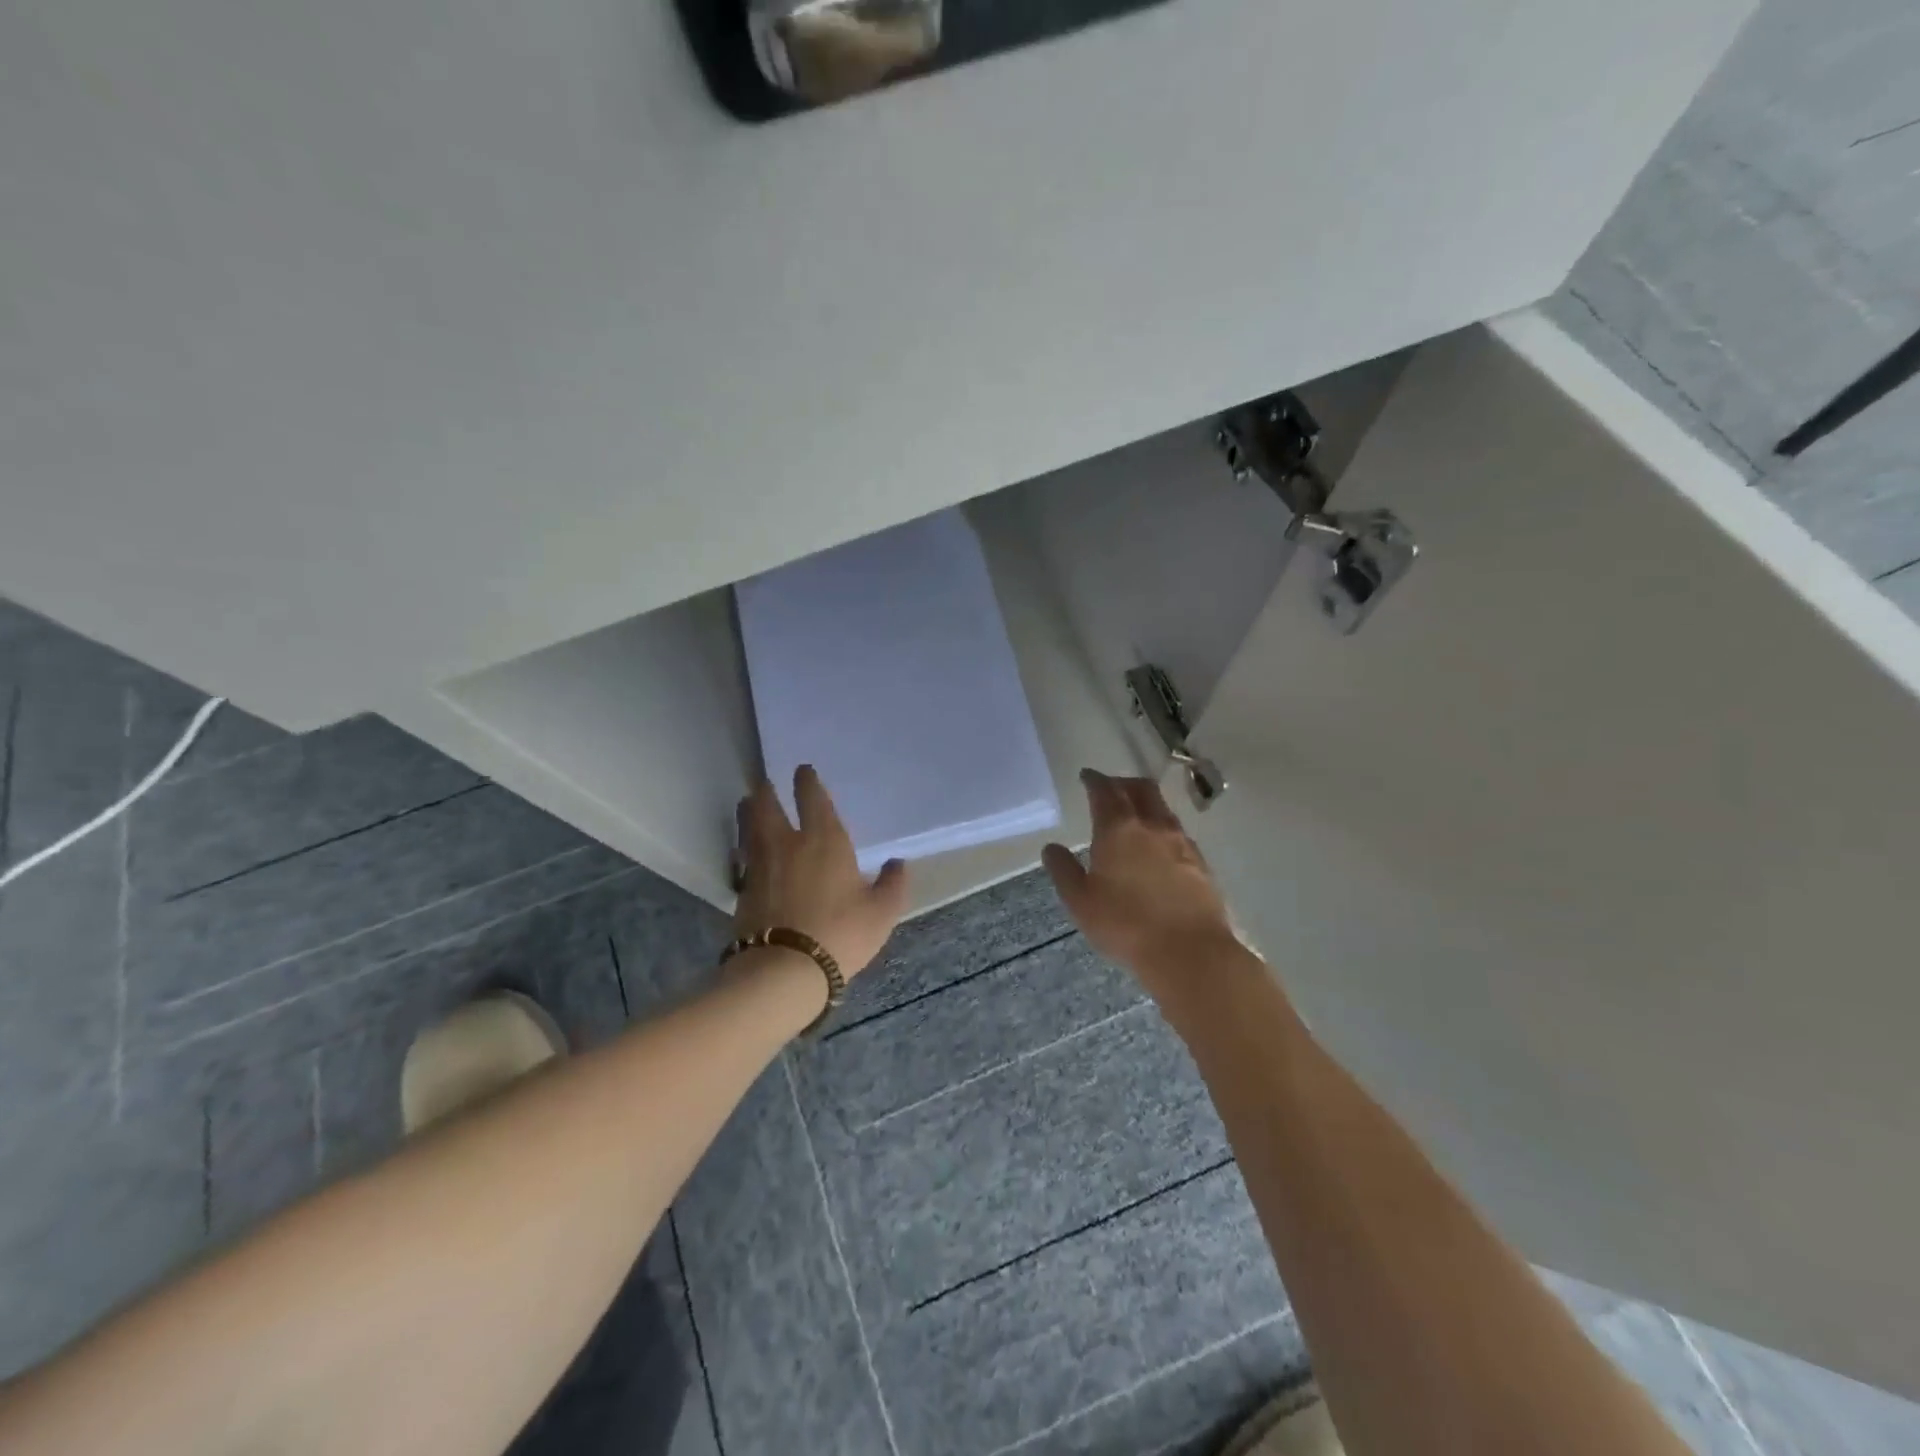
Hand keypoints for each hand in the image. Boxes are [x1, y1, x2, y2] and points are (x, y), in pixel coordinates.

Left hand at [734, 766, 908, 979]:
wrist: (783, 970)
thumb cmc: (840, 934)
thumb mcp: (881, 913)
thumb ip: (892, 884)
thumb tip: (897, 864)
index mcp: (825, 840)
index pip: (813, 799)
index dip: (807, 782)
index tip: (802, 770)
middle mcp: (788, 844)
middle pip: (768, 806)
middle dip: (767, 791)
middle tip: (764, 783)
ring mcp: (760, 866)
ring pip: (749, 828)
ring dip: (749, 813)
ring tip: (747, 805)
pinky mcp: (743, 890)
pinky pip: (743, 858)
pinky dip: (743, 848)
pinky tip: (746, 852)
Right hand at [1043, 770, 1238, 989]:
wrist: (1190, 953)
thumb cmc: (1126, 926)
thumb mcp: (1081, 902)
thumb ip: (1063, 871)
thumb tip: (1051, 848)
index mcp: (1119, 829)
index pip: (1105, 791)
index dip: (1094, 780)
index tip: (1087, 776)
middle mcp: (1153, 826)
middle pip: (1141, 789)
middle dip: (1123, 782)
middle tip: (1110, 788)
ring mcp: (1182, 843)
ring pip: (1162, 809)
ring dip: (1146, 803)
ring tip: (1134, 816)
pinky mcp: (1201, 863)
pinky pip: (1178, 832)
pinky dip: (1163, 827)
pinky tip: (1158, 847)